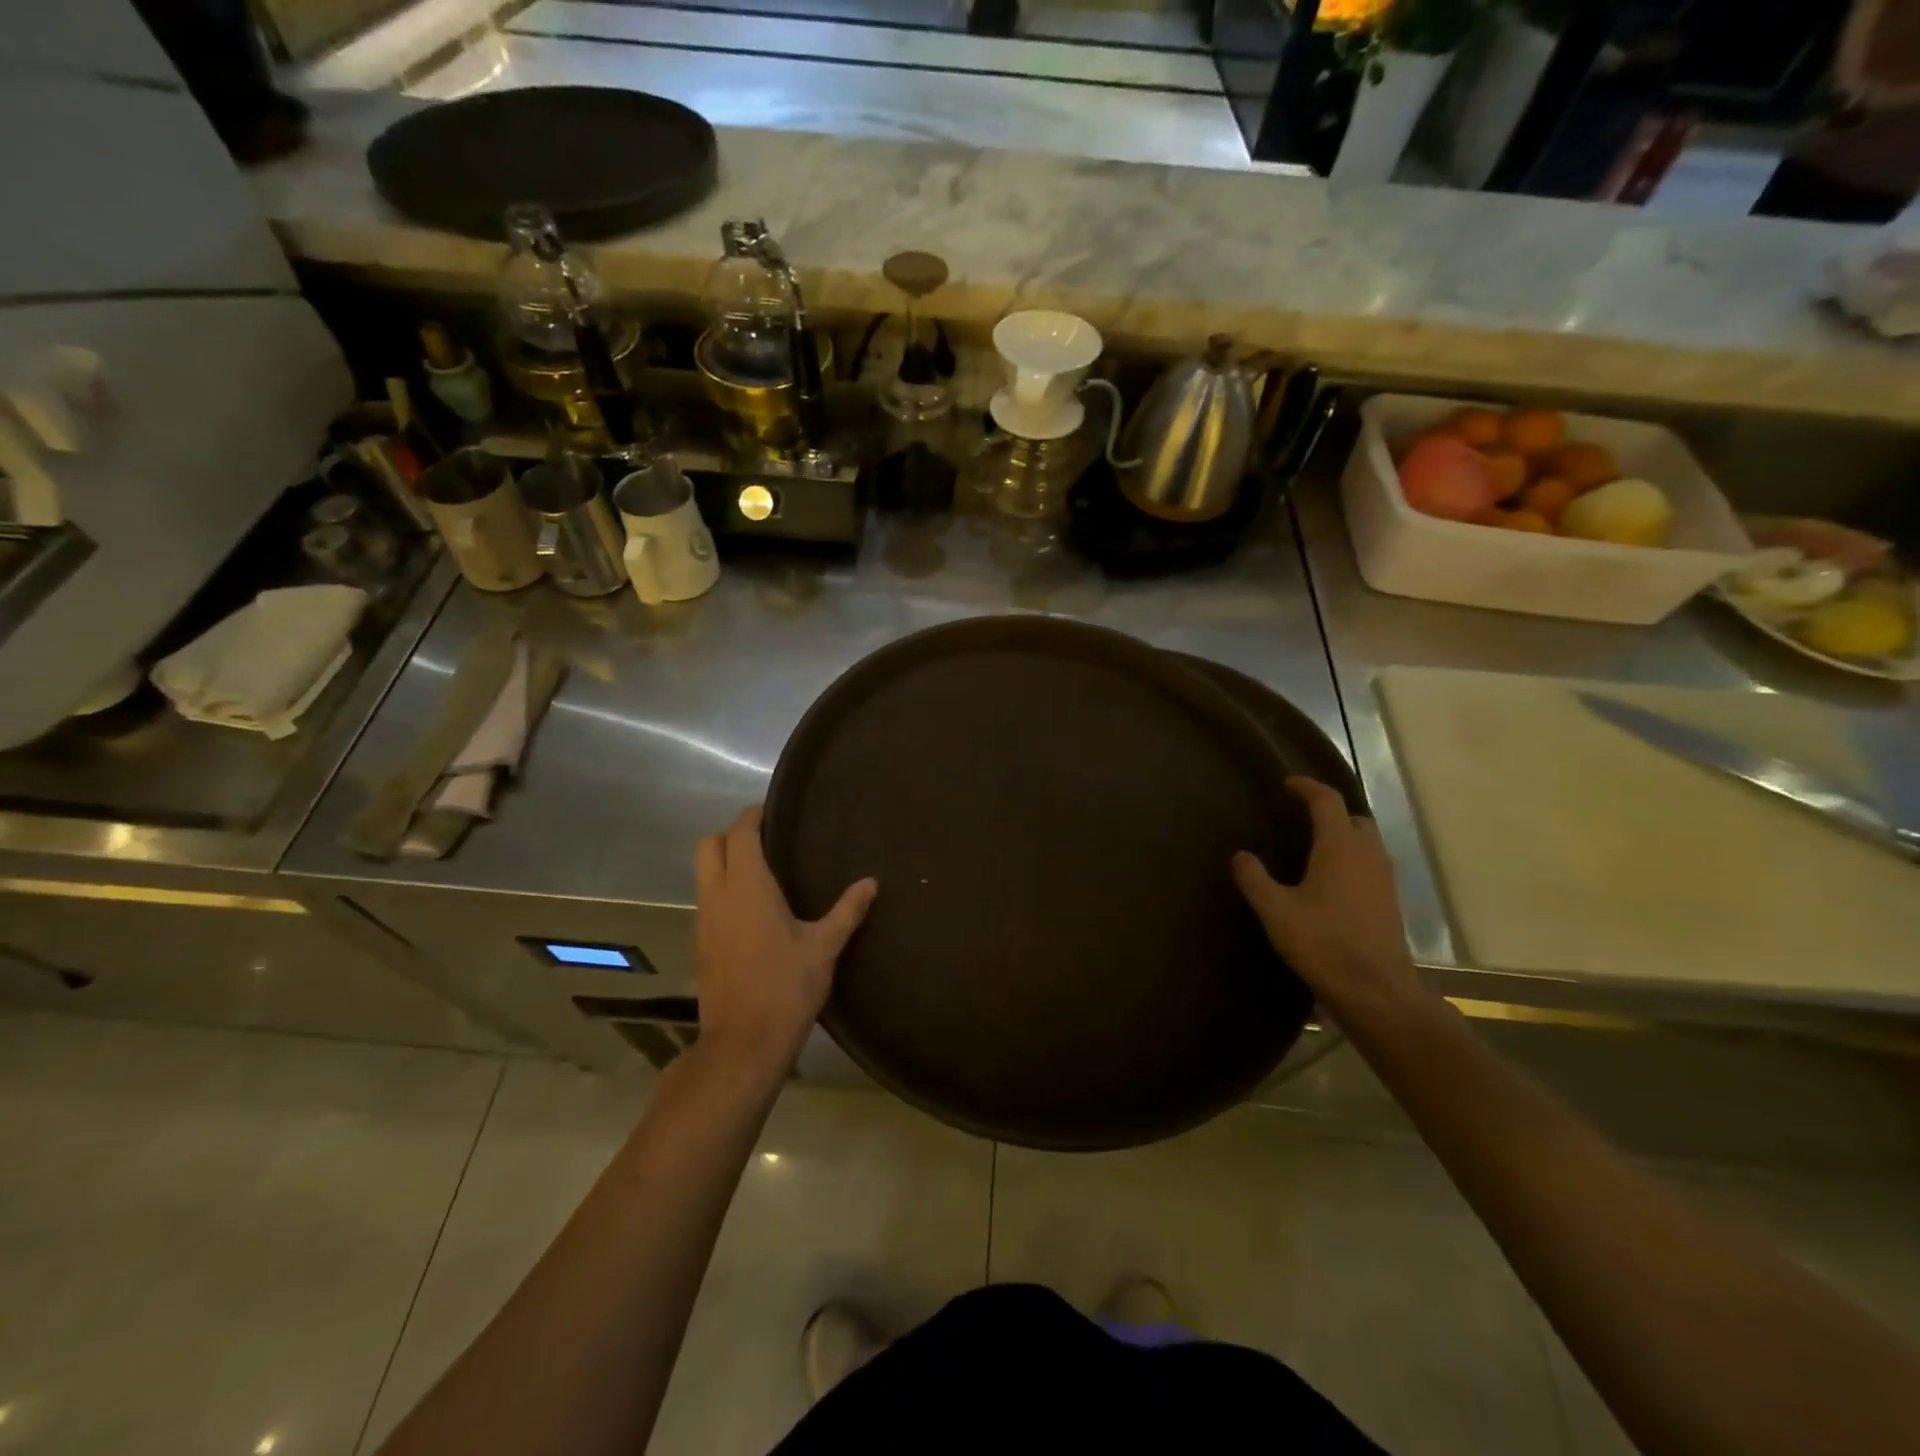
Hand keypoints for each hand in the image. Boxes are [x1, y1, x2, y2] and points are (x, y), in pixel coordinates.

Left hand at [694, 807, 877, 1076]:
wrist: (743, 1044)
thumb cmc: (786, 988)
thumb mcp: (824, 947)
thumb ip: (847, 911)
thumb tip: (871, 883)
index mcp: (747, 887)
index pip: (739, 833)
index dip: (753, 816)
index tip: (774, 812)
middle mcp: (717, 895)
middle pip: (708, 845)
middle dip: (732, 834)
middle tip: (767, 840)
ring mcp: (704, 920)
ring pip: (703, 873)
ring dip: (725, 862)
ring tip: (764, 870)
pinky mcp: (701, 943)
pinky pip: (706, 898)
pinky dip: (723, 888)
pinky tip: (753, 908)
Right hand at [1232, 777, 1424, 1026]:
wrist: (1376, 990)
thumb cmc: (1323, 943)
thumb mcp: (1276, 910)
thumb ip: (1254, 879)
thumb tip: (1240, 855)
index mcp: (1340, 846)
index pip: (1327, 800)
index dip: (1306, 787)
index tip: (1286, 783)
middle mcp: (1368, 854)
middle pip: (1354, 817)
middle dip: (1329, 810)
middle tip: (1301, 816)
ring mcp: (1384, 878)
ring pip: (1366, 841)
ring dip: (1343, 835)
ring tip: (1312, 846)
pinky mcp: (1389, 901)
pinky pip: (1370, 864)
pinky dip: (1351, 858)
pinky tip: (1329, 880)